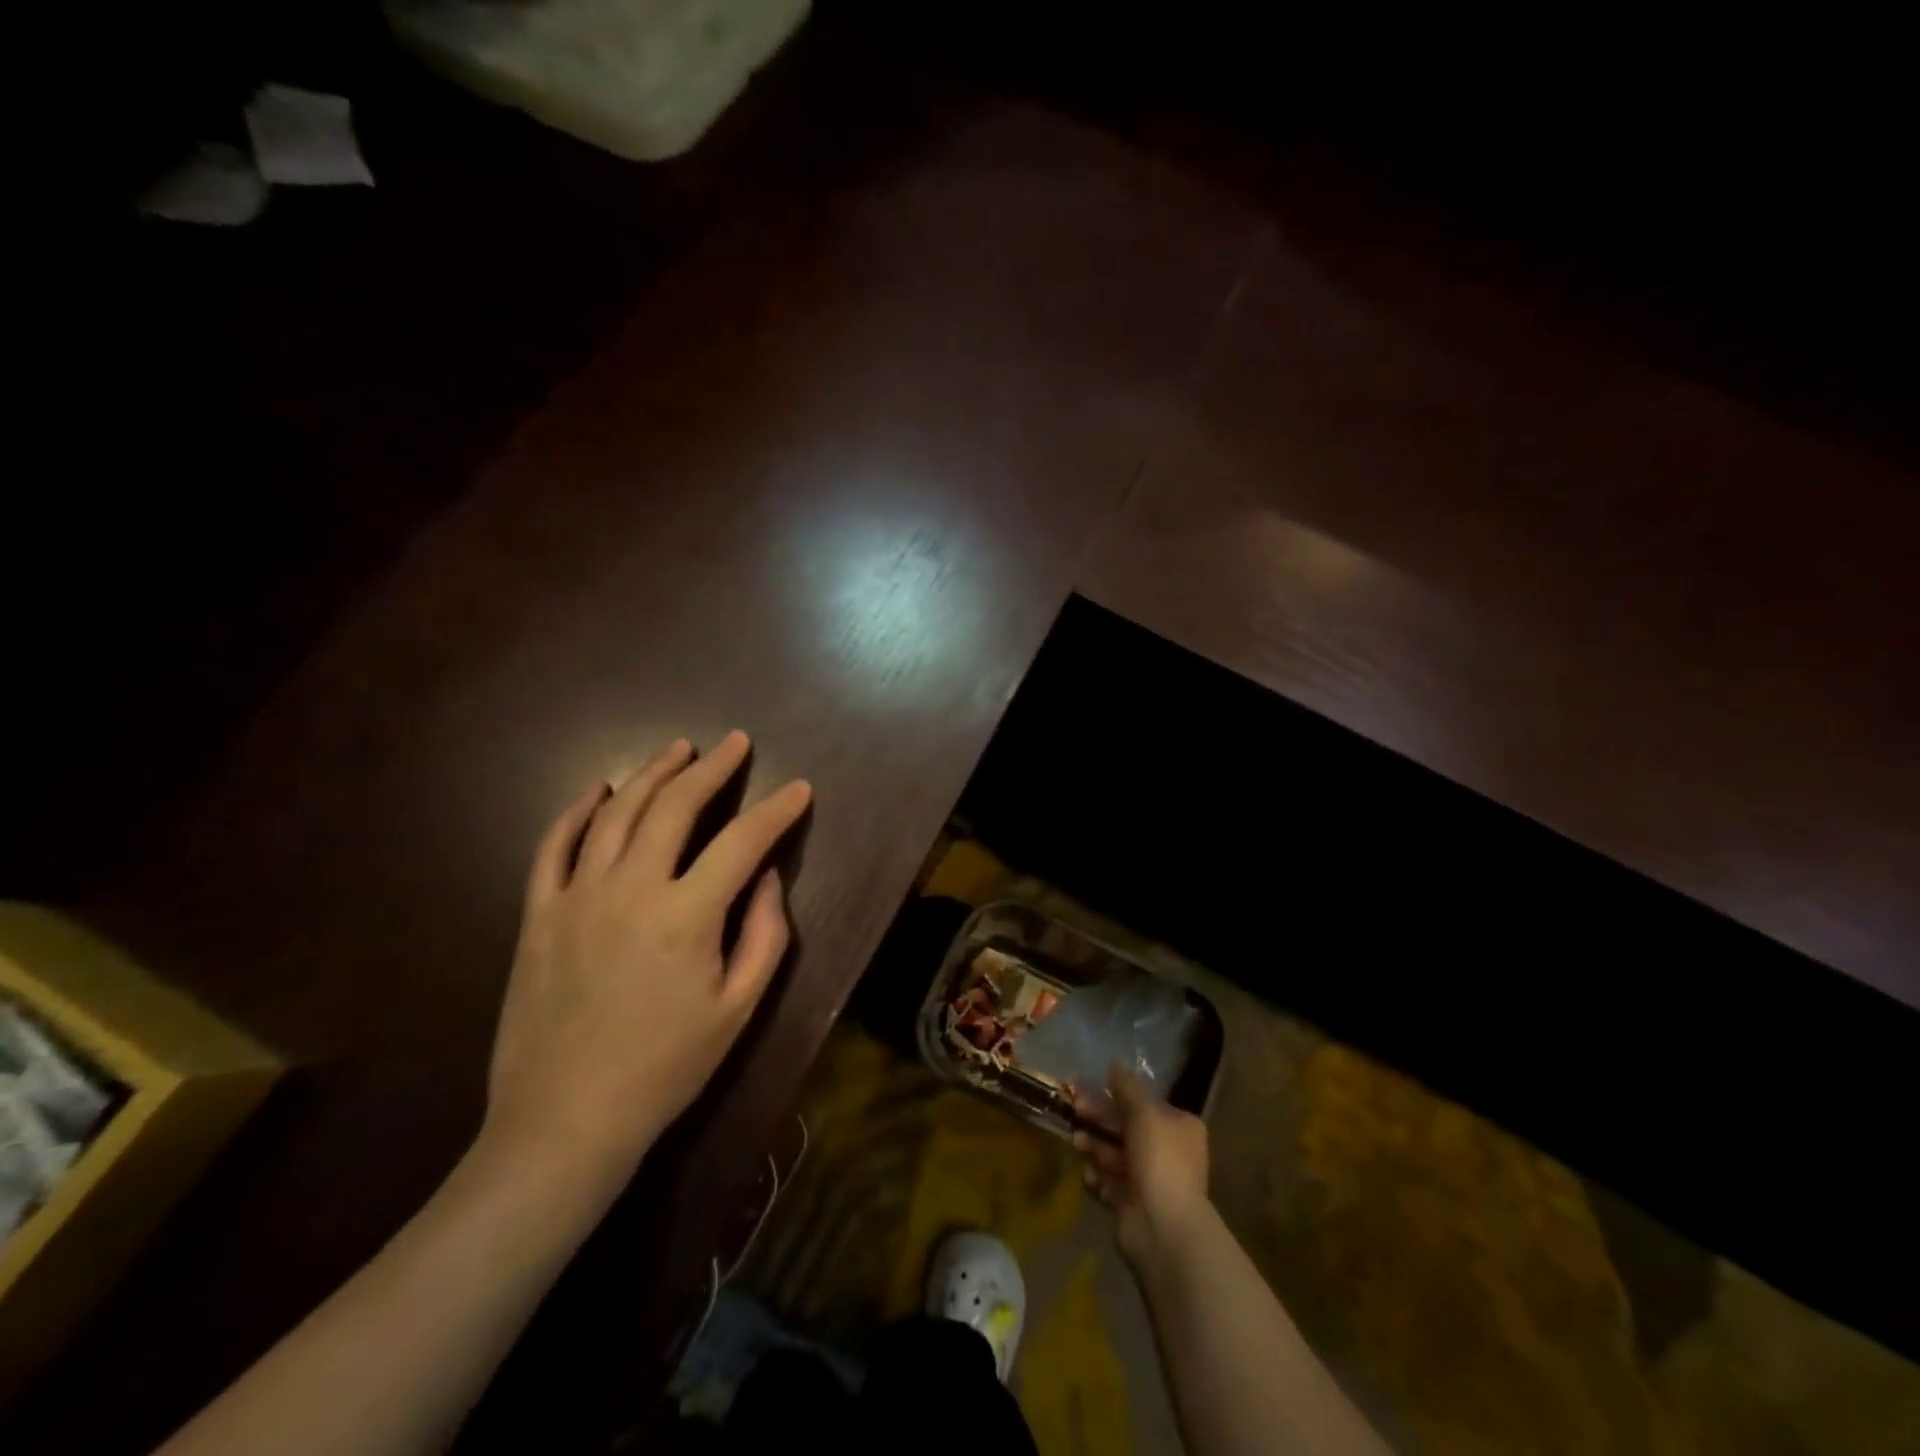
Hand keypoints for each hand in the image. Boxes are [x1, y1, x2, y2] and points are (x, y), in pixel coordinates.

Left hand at [478, 731, 809, 1204]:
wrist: (565, 1122)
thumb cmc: (666, 1068)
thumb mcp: (738, 1009)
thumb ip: (764, 934)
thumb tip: (766, 876)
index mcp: (686, 916)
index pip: (743, 841)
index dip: (777, 811)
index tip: (799, 789)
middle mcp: (630, 889)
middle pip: (675, 807)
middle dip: (712, 769)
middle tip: (735, 743)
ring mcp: (576, 897)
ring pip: (616, 813)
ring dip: (651, 774)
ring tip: (678, 750)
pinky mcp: (538, 914)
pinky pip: (554, 846)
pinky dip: (576, 811)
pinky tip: (597, 790)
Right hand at [1073, 1065, 1210, 1266]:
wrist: (1163, 1228)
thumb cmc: (1160, 1160)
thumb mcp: (1144, 1112)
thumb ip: (1127, 1087)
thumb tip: (1114, 1064)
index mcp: (1180, 1128)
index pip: (1146, 1104)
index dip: (1118, 1094)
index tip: (1092, 1087)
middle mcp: (1168, 1152)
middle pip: (1127, 1127)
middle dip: (1100, 1118)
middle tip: (1076, 1108)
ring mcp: (1150, 1181)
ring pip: (1116, 1154)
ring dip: (1095, 1145)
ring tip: (1076, 1141)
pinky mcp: (1132, 1205)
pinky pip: (1110, 1183)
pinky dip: (1098, 1176)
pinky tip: (1089, 1173)